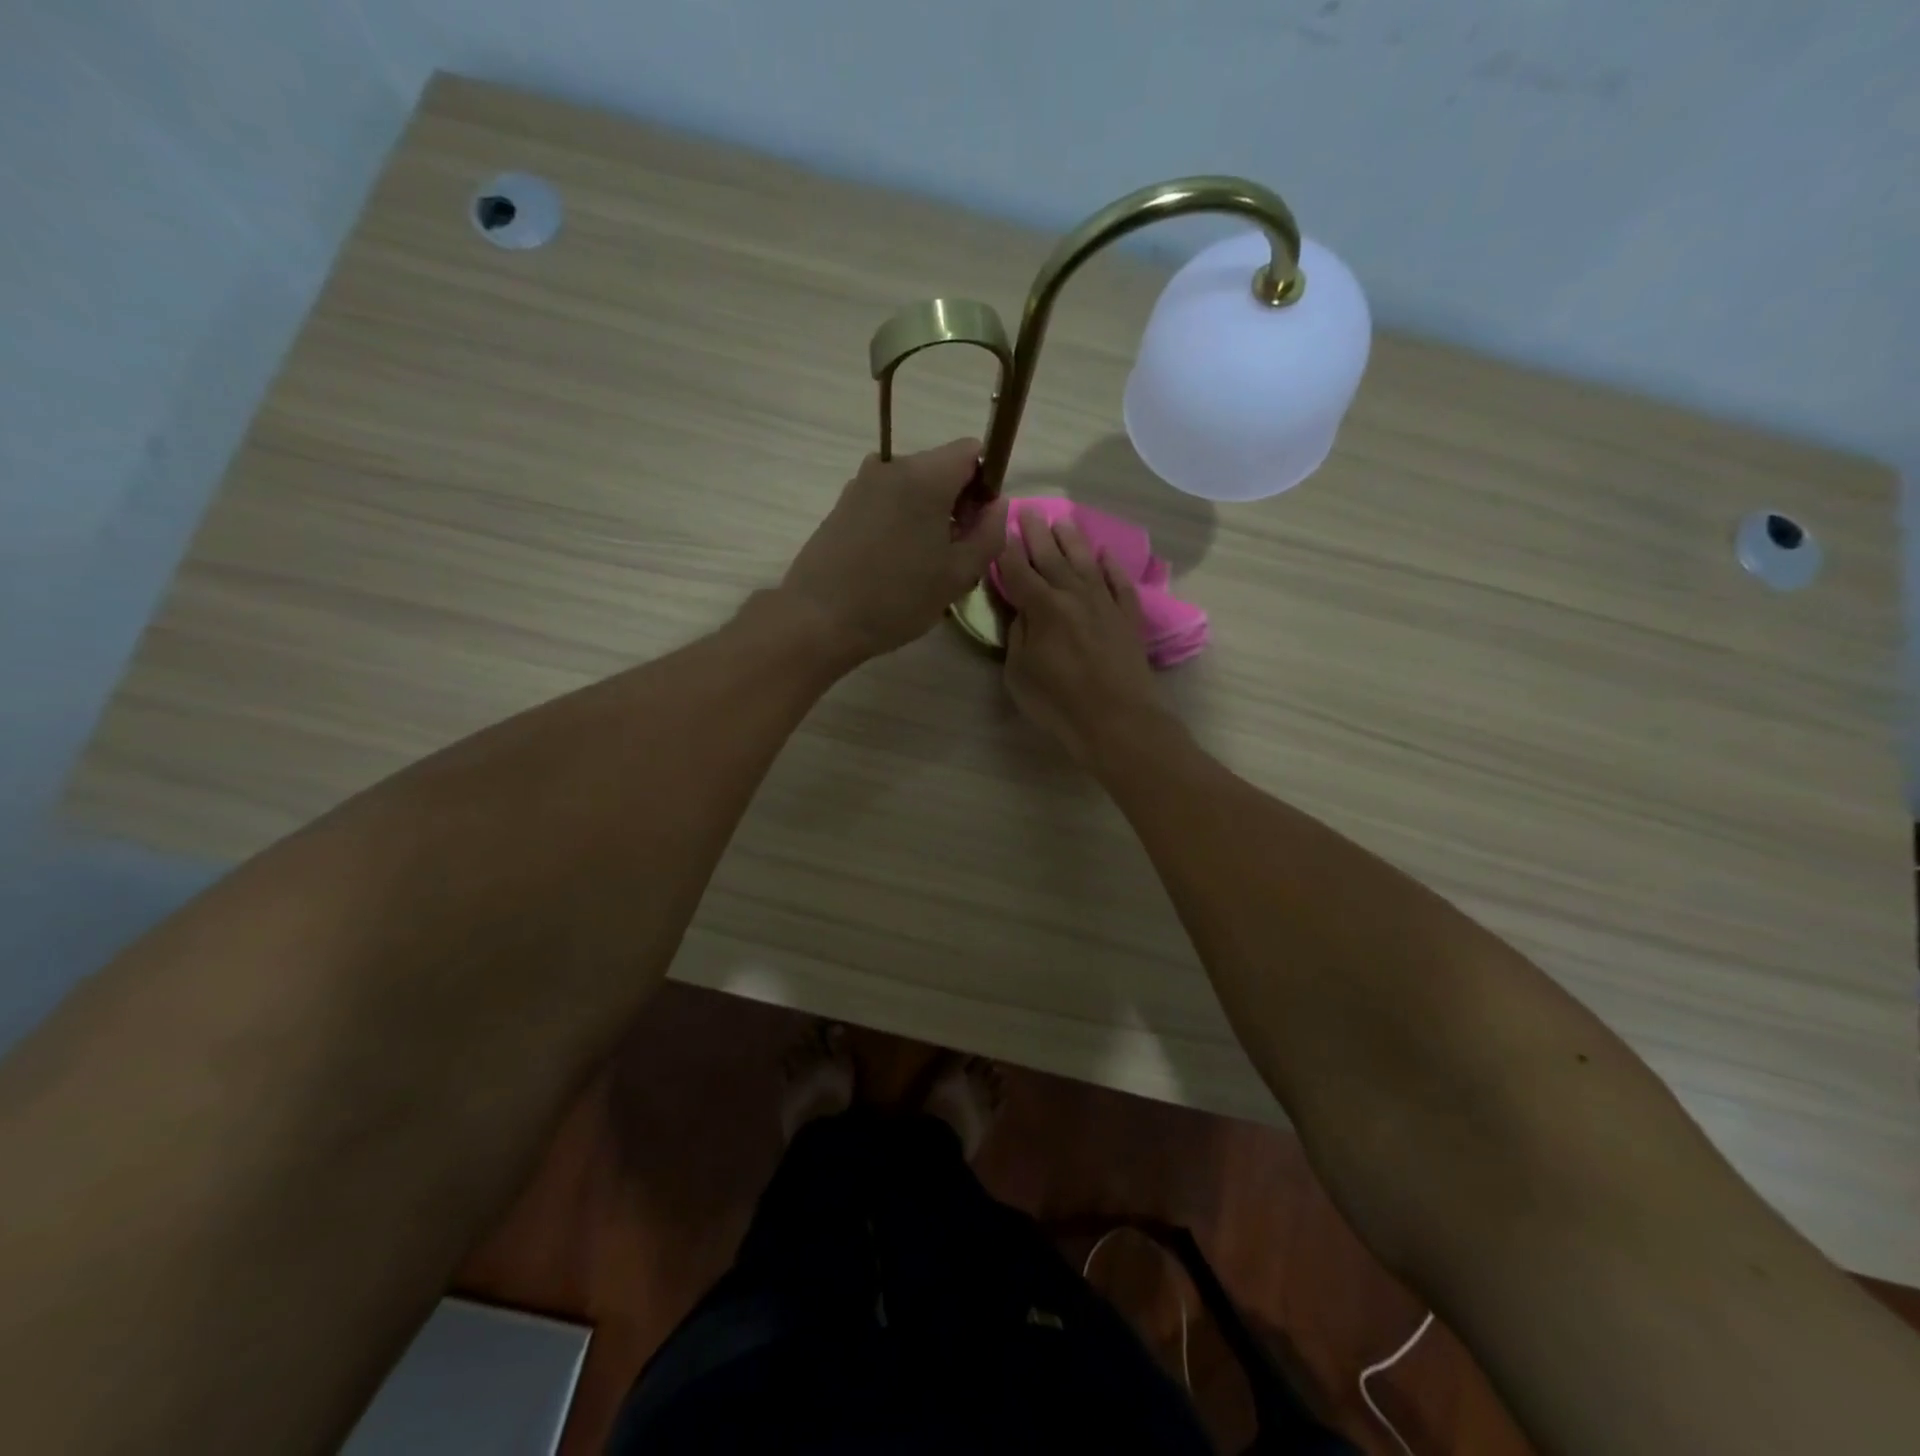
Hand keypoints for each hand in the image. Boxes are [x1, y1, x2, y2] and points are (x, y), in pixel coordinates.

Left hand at [780, 439, 1007, 661]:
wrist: (818, 618)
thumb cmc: (896, 598)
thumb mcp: (958, 574)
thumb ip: (989, 534)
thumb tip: (997, 506)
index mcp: (925, 475)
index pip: (972, 451)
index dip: (986, 484)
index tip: (978, 525)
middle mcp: (891, 466)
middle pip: (942, 469)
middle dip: (957, 504)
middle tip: (955, 556)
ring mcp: (862, 483)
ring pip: (914, 488)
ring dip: (928, 517)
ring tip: (922, 566)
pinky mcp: (843, 504)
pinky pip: (888, 502)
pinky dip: (901, 523)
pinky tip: (894, 565)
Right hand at [997, 506, 1163, 763]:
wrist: (1117, 720)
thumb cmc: (1058, 701)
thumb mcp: (1019, 673)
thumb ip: (1017, 635)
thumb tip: (1021, 611)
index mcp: (1042, 607)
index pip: (1018, 570)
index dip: (1006, 548)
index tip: (999, 527)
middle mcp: (1073, 595)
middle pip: (1051, 557)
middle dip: (1037, 533)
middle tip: (1028, 510)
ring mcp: (1105, 603)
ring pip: (1086, 562)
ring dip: (1072, 540)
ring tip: (1062, 521)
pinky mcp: (1128, 617)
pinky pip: (1120, 583)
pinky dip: (1113, 567)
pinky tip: (1106, 555)